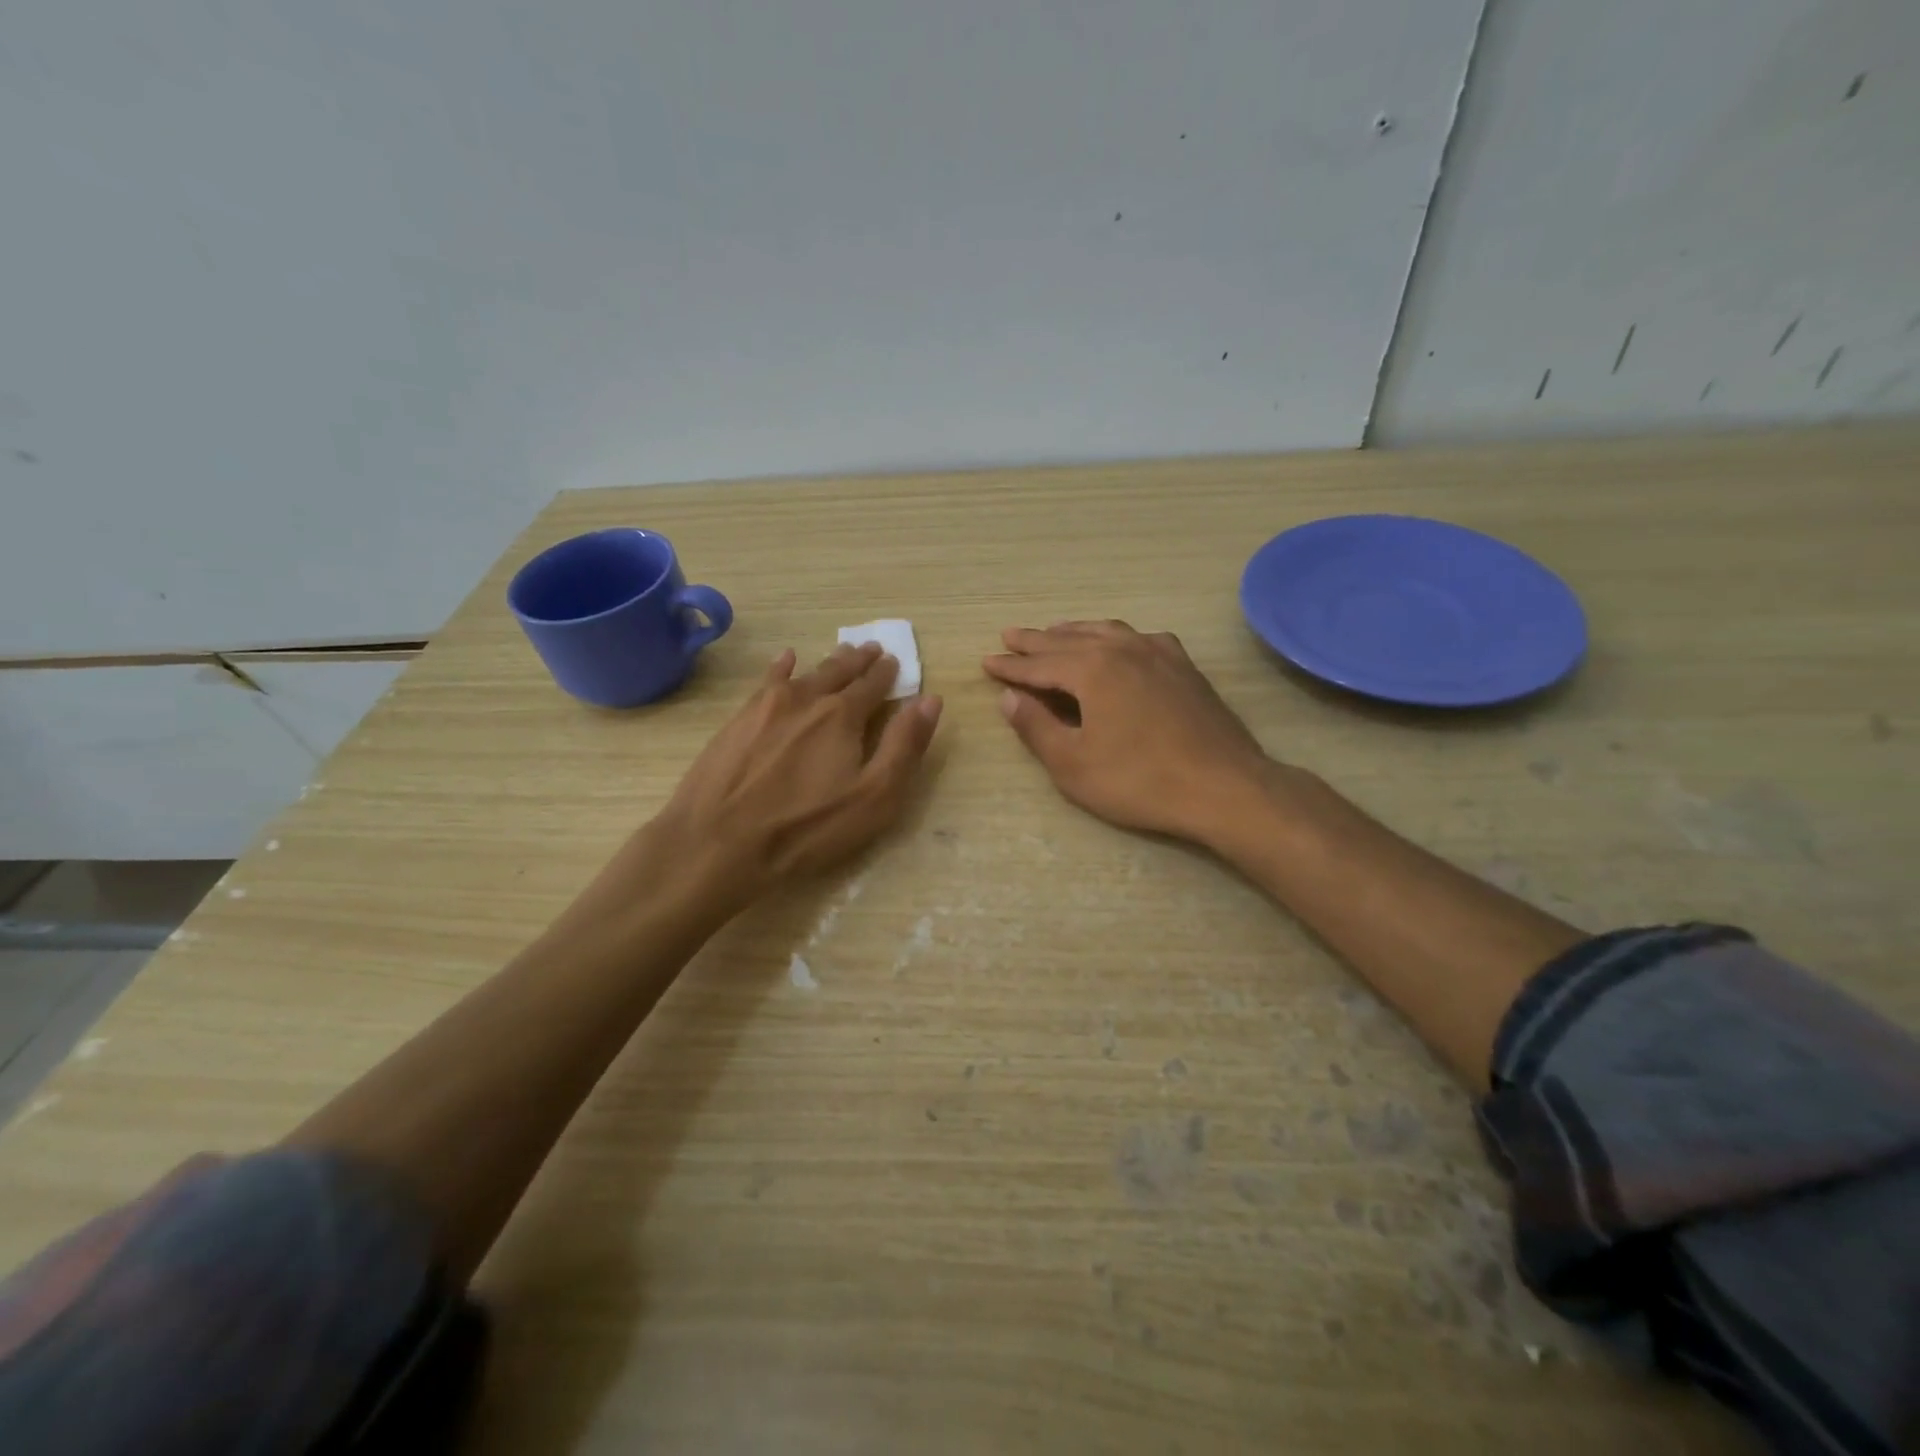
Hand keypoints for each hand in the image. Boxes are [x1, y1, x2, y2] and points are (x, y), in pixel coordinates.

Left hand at [652, 643, 941, 903]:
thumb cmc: (806, 828)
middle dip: (859, 661)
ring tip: (841, 654)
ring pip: (806, 673)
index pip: (873, 685)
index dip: (887, 674)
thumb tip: (930, 699)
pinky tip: (786, 660)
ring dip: (828, 663)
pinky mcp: (738, 720)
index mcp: (843, 716)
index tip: (894, 662)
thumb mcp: (874, 798)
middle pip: (839, 672)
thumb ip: (904, 746)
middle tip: (872, 649)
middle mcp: (807, 699)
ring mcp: (767, 706)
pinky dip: (782, 667)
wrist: (718, 842)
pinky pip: (767, 681)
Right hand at [983, 621, 1270, 842]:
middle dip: (1035, 641)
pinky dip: (1115, 637)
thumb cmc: (1140, 781)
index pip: (1039, 664)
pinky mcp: (1184, 666)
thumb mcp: (1073, 764)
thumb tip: (1009, 698)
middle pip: (1068, 640)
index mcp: (1092, 669)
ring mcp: (1159, 653)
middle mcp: (1122, 649)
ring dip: (1074, 632)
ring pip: (1105, 632)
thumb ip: (1037, 727)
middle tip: (1009, 636)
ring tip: (1054, 631)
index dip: (1010, 666)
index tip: (986, 661)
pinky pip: (1139, 638)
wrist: (1223, 787)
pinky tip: (1118, 644)